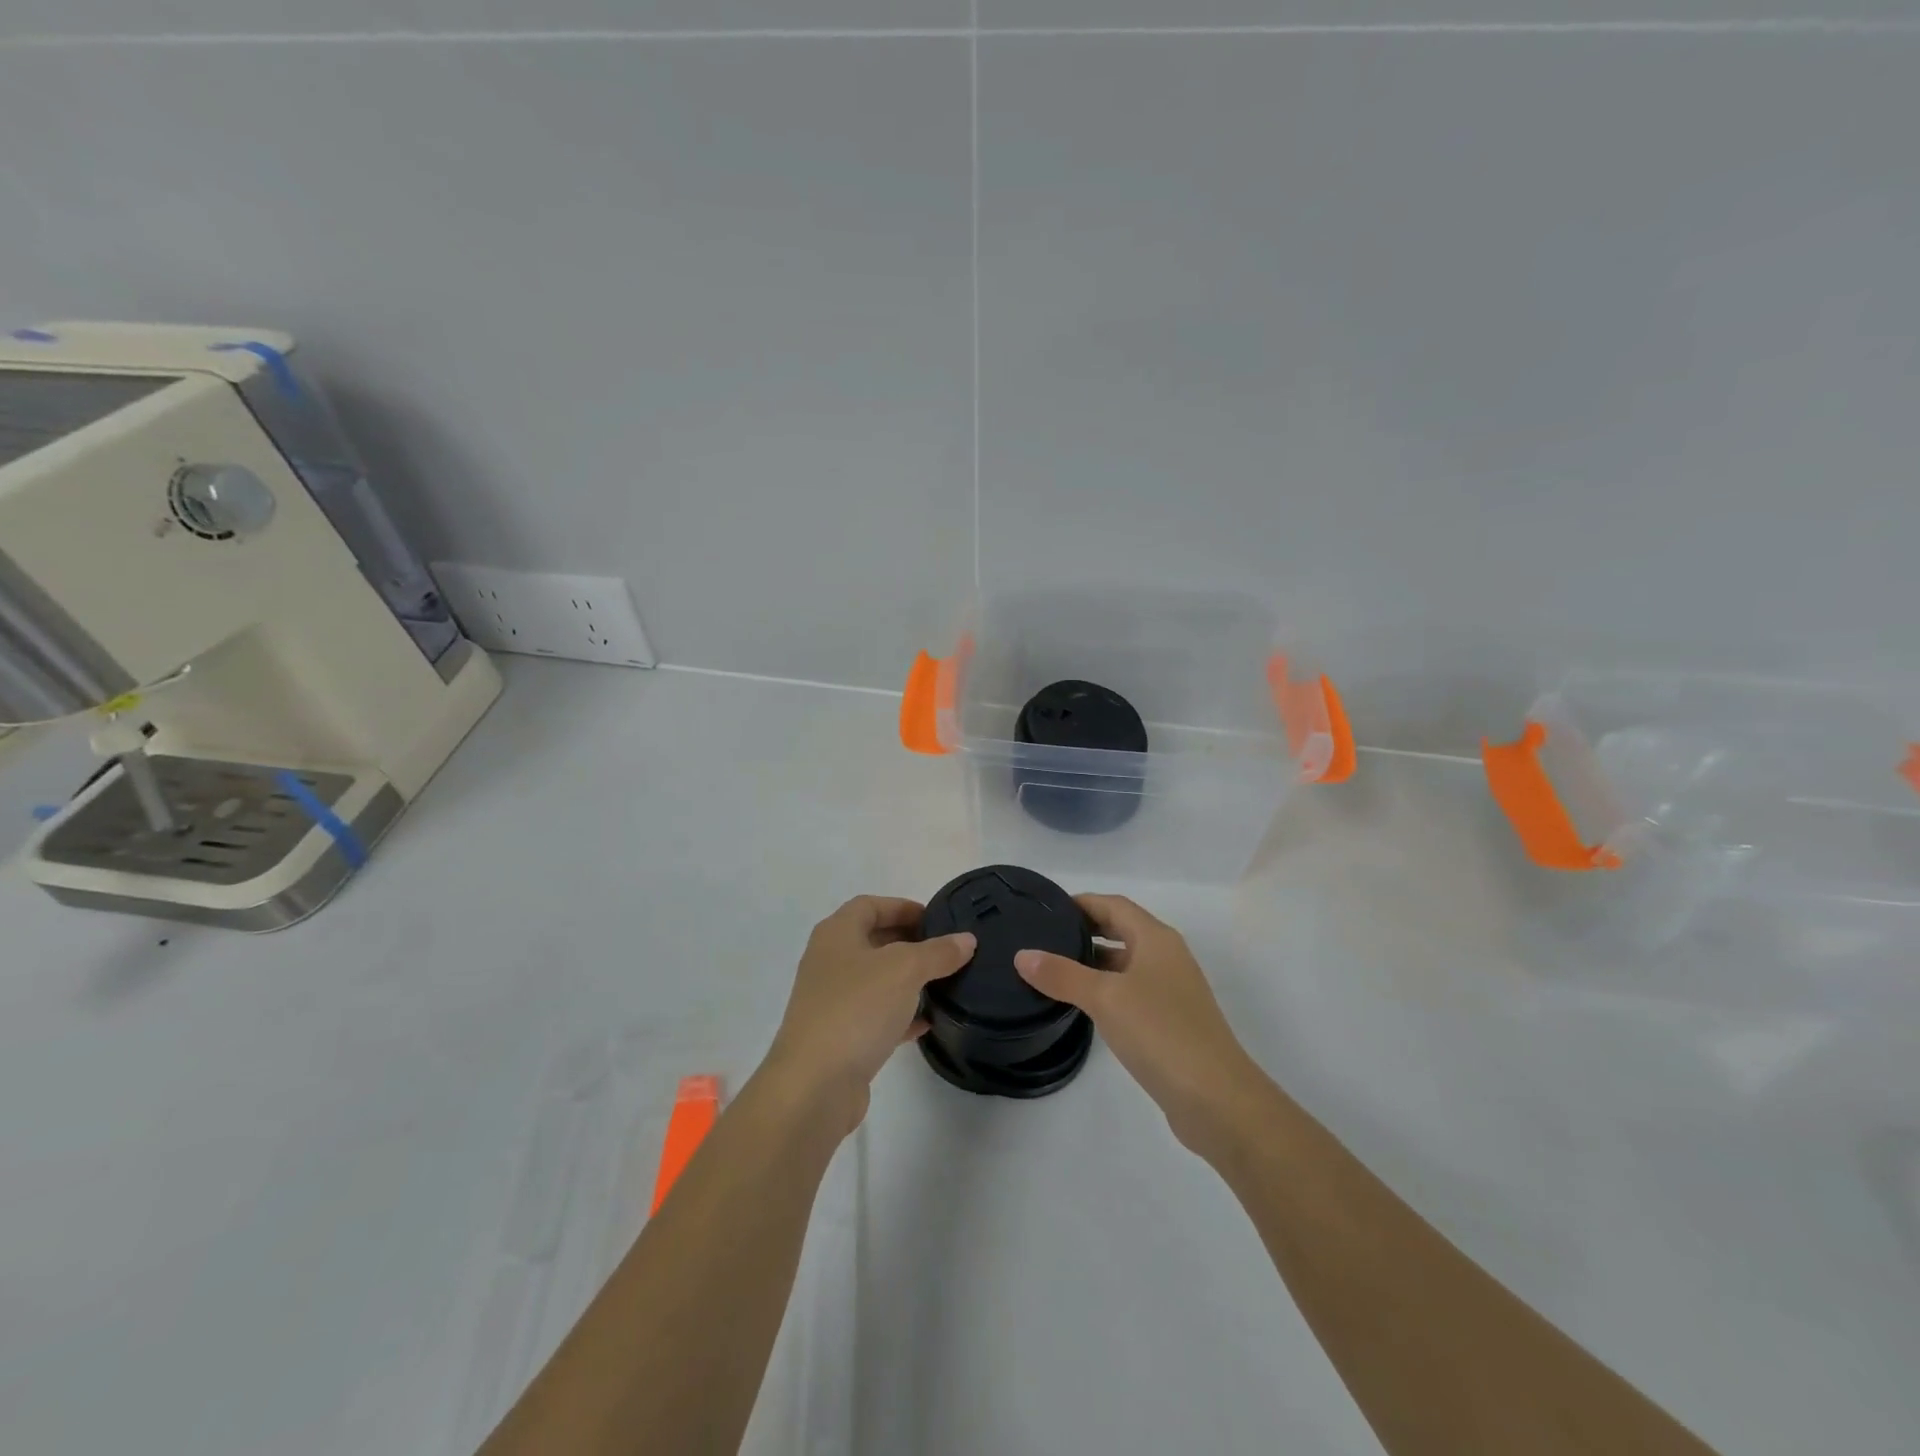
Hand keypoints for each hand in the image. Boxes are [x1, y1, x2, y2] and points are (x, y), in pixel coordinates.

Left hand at [764, 896, 974, 1133]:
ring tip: (945, 982)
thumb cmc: (857, 1009)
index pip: (870, 905)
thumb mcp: (905, 970)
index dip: (903, 906)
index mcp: (837, 934)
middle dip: (910, 941)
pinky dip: (901, 1015)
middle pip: (873, 940)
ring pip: (876, 980)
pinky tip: (929, 1021)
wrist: (815, 1085)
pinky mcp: (840, 1037)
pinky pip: (876, 1015)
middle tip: (946, 949)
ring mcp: (832, 1001)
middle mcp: (829, 962)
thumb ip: (938, 952)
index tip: (937, 919)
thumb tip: (966, 940)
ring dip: (908, 979)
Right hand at [1015, 894, 1263, 1159]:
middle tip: (1043, 936)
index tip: (1045, 909)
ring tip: (1052, 967)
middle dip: (1085, 929)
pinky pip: (1130, 991)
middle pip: (1122, 930)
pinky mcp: (1170, 1021)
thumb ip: (1062, 975)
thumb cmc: (1160, 1032)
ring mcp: (1171, 990)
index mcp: (1156, 939)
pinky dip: (1105, 988)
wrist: (1216, 1098)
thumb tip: (1022, 955)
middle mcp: (1166, 957)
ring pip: (1126, 962)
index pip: (1114, 905)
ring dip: (1093, 961)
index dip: (1081, 903)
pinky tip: (1081, 1004)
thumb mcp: (1105, 998)